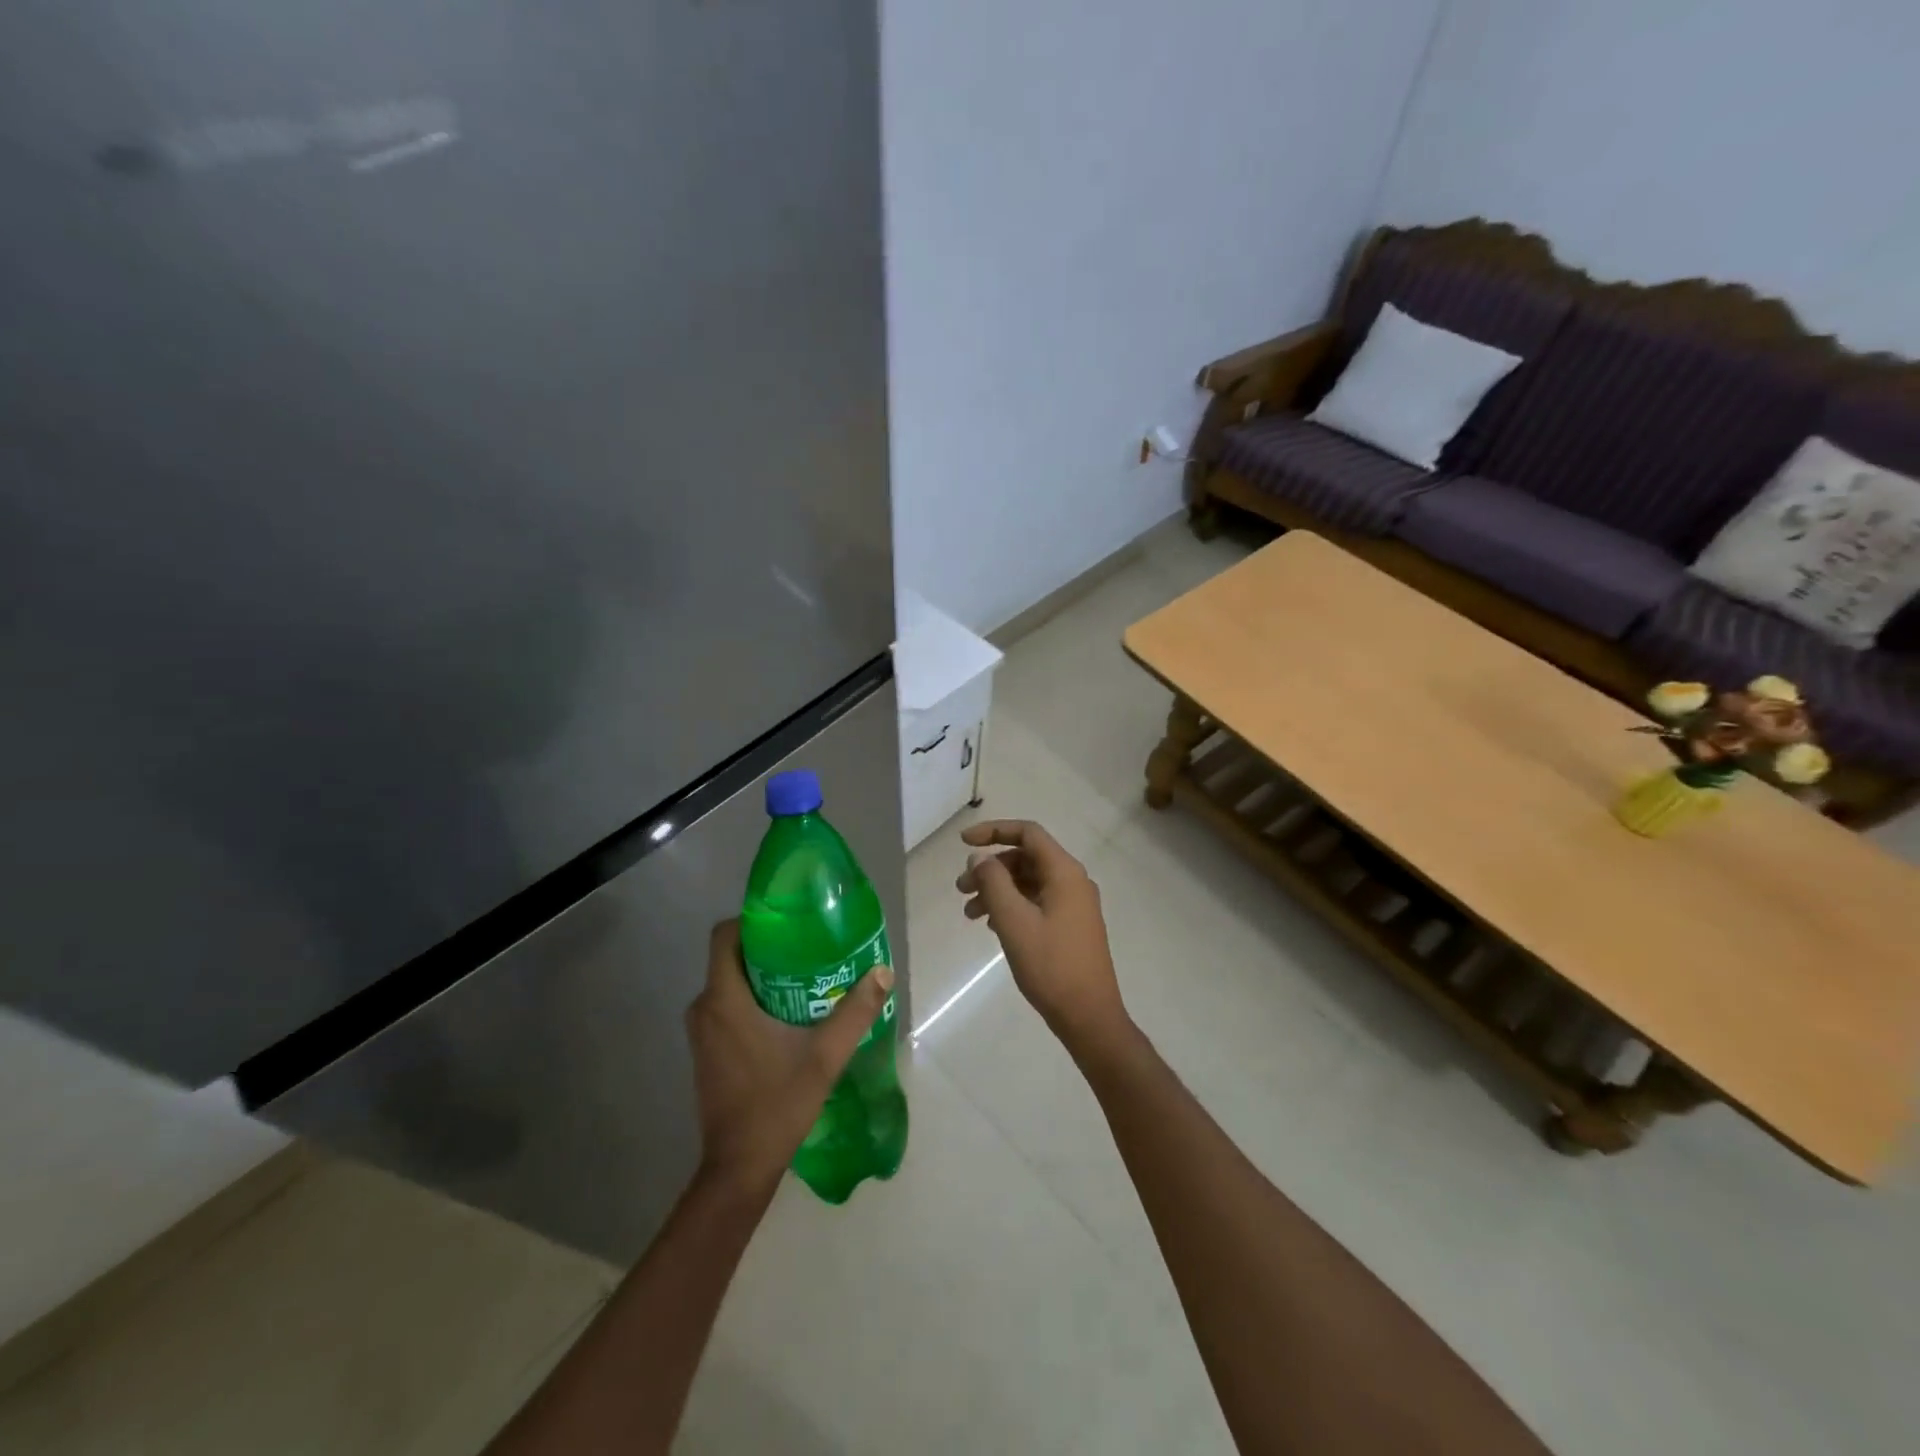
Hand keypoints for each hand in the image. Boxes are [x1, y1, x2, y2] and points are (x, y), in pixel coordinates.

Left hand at [686, 920, 892, 1197]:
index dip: (754, 920)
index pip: (725, 935)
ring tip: (805, 976)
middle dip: (769, 947)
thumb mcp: (825, 1055)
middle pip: (731, 957)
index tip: (790, 922)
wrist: (739, 1168)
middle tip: (809, 947)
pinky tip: (788, 1013)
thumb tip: (883, 972)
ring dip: (763, 975)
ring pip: (730, 982)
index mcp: (724, 1000)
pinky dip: (753, 999)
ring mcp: (702, 1032)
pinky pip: (728, 1006)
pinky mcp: (707, 1051)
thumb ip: (855, 1011)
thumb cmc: (777, 1104)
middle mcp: (705, 1008)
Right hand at [956, 820, 1129, 1052]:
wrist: (1089, 1017)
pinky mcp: (1071, 926)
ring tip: (969, 914)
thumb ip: (993, 883)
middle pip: (1026, 858)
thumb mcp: (1014, 922)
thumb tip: (980, 858)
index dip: (994, 831)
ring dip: (998, 890)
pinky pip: (1037, 902)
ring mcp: (1075, 905)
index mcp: (1065, 872)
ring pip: (1029, 882)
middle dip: (990, 868)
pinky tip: (992, 926)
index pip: (1028, 833)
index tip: (963, 843)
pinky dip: (1012, 906)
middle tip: (960, 890)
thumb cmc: (1051, 966)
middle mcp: (1073, 881)